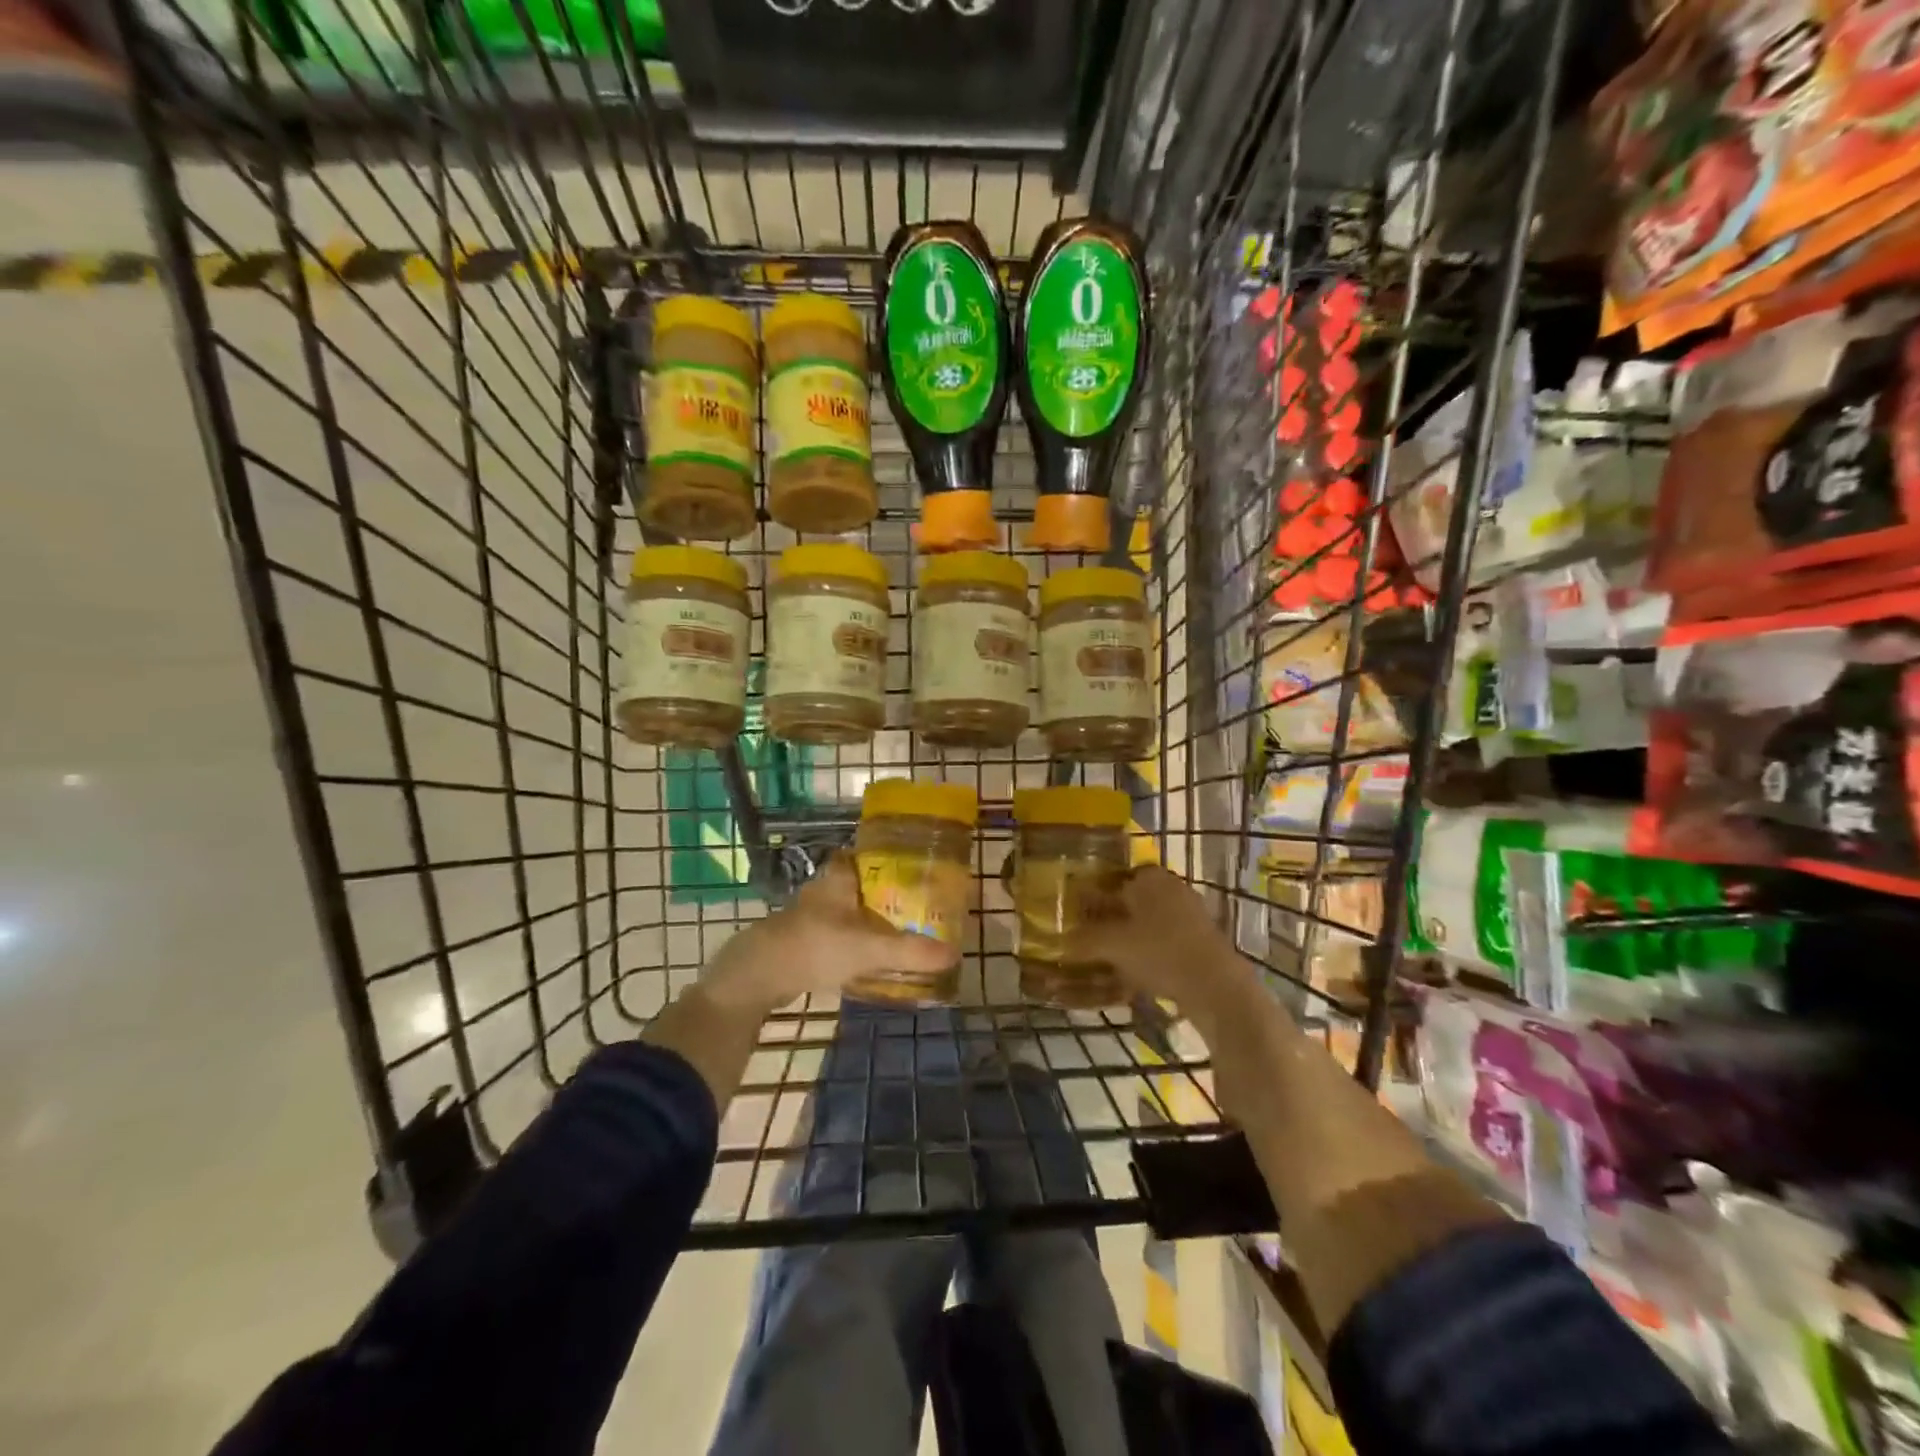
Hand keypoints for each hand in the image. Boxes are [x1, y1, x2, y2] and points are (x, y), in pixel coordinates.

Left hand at [700, 855, 958, 1017]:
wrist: (757, 975)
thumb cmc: (815, 946)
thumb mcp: (869, 948)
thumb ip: (911, 951)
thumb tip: (953, 954)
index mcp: (840, 876)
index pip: (869, 854)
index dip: (893, 857)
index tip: (920, 868)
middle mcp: (825, 888)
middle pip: (864, 884)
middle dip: (889, 893)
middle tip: (920, 906)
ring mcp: (811, 914)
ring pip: (850, 909)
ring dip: (872, 918)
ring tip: (904, 931)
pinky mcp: (803, 940)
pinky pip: (840, 933)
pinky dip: (857, 940)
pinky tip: (873, 956)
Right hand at [1065, 866, 1256, 1033]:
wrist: (1217, 987)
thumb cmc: (1160, 952)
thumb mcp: (1113, 945)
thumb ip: (1085, 939)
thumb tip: (1062, 940)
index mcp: (1150, 877)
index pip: (1115, 876)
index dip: (1095, 894)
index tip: (1080, 913)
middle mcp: (1172, 887)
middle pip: (1132, 899)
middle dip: (1112, 917)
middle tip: (1090, 938)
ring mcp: (1191, 914)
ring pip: (1149, 922)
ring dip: (1130, 937)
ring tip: (1109, 959)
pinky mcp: (1202, 940)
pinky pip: (1165, 941)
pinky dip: (1150, 953)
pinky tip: (1136, 974)